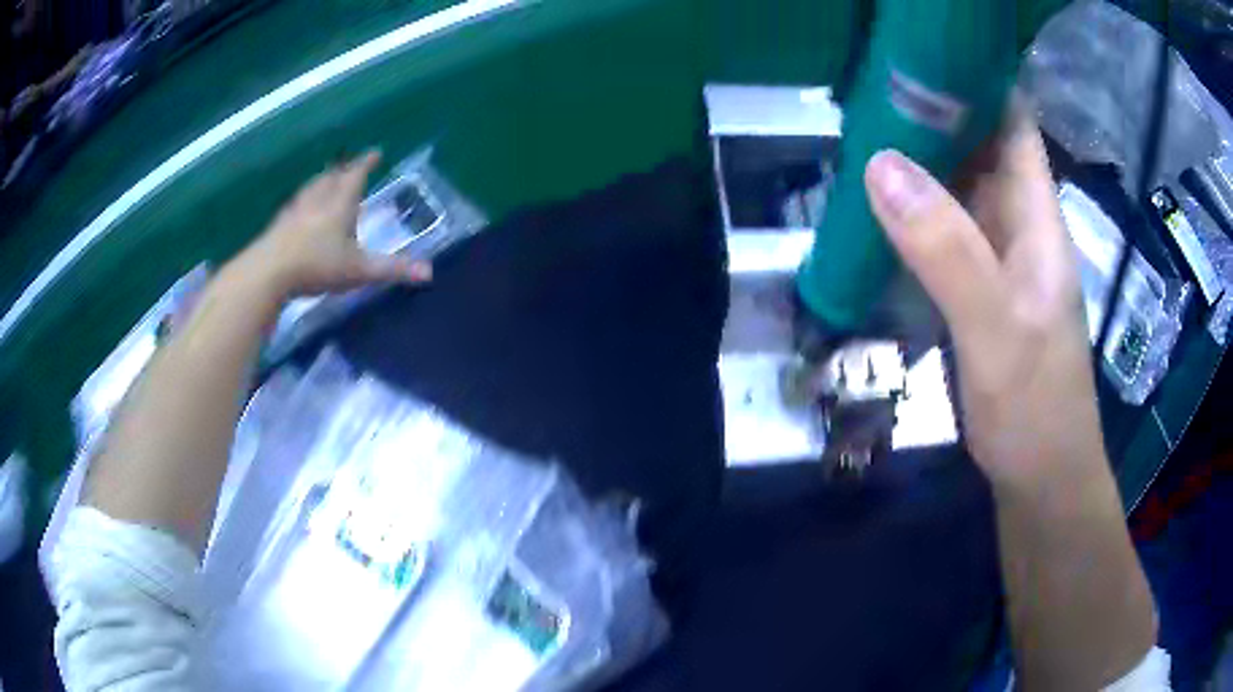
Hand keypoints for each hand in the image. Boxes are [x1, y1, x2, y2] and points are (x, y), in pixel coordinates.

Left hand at [241, 151, 431, 297]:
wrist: (268, 273)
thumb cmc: (316, 265)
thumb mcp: (359, 270)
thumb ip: (393, 269)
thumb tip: (429, 273)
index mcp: (339, 204)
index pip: (355, 175)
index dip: (366, 163)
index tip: (375, 153)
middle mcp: (317, 201)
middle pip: (331, 178)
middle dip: (342, 171)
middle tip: (349, 166)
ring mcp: (294, 212)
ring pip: (311, 190)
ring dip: (321, 182)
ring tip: (325, 181)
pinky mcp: (277, 227)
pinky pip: (293, 207)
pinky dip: (301, 203)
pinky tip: (297, 212)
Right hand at [864, 107, 1107, 489]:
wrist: (1039, 478)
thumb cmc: (1035, 407)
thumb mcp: (996, 329)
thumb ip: (947, 250)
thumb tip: (880, 166)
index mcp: (1036, 216)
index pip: (1012, 119)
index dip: (973, 78)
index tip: (916, 56)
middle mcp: (1018, 224)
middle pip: (977, 145)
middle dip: (927, 113)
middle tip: (862, 94)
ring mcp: (998, 257)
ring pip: (956, 187)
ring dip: (914, 161)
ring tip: (855, 138)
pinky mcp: (978, 288)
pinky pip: (943, 230)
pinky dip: (911, 211)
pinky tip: (873, 209)